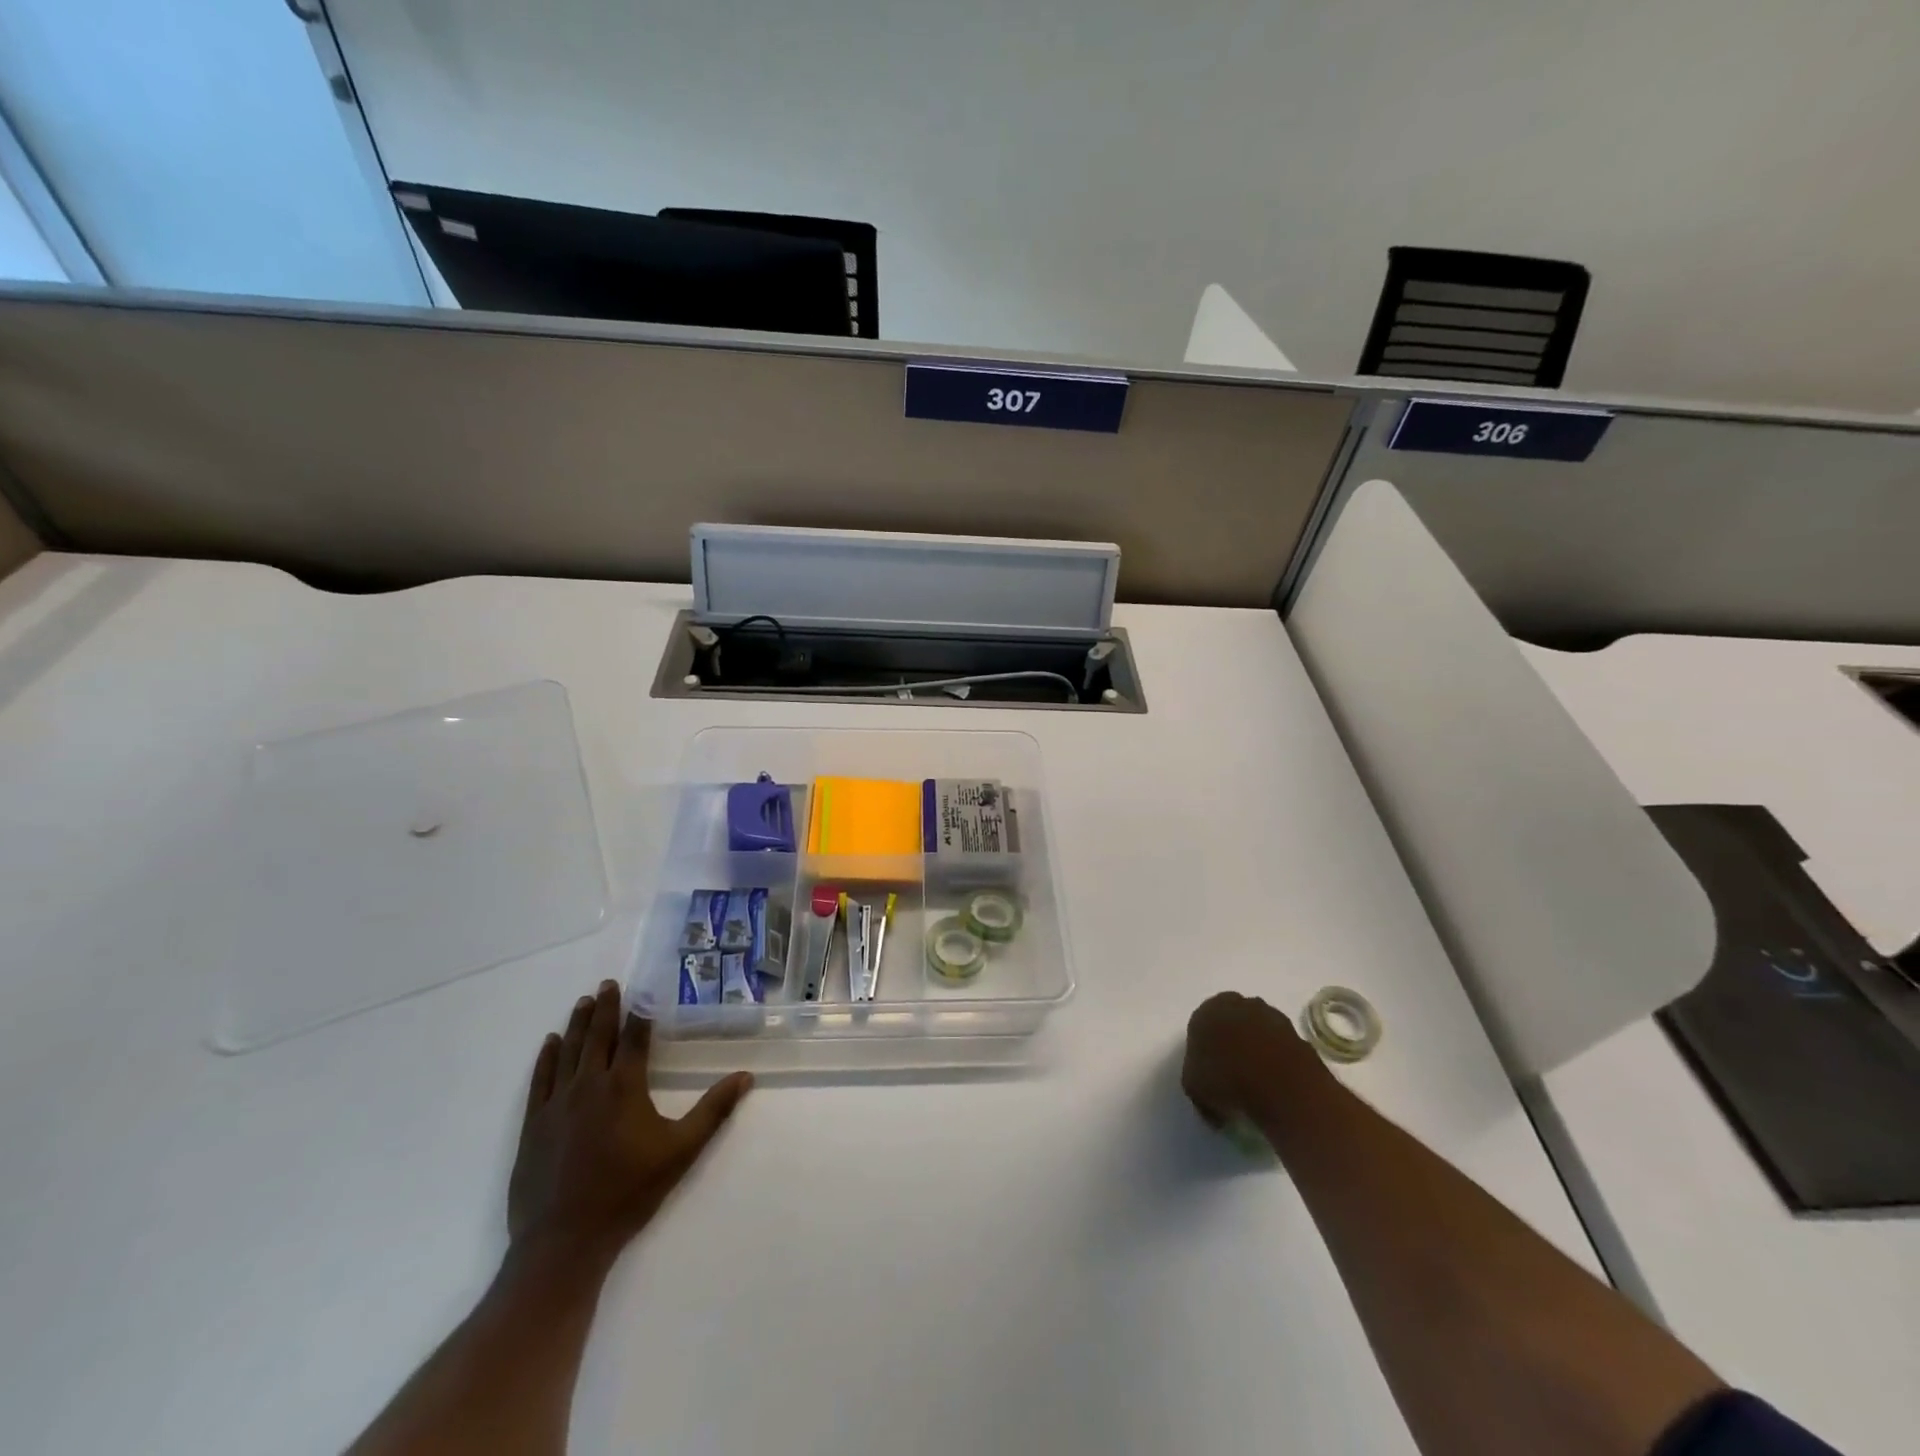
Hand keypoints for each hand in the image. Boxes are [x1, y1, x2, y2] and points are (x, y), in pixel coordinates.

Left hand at [507, 981, 751, 1266]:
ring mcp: (556, 1104)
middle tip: (607, 984)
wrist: (563, 1242)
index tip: (642, 989)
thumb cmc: (628, 1193)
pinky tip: (550, 1043)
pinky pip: (540, 1079)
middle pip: (598, 1036)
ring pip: (568, 1051)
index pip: (634, 1037)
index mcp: (624, 1086)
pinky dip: (547, 1057)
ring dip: (578, 1024)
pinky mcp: (533, 1125)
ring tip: (584, 1002)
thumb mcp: (681, 1151)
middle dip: (606, 1007)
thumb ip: (713, 1111)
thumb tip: (746, 1076)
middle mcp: (589, 1085)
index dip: (639, 1011)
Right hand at [1181, 991, 1329, 1129]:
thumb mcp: (1194, 1089)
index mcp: (1207, 1011)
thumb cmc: (1225, 1081)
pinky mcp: (1297, 1034)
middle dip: (1232, 1042)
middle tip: (1232, 1073)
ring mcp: (1271, 1016)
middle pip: (1232, 1021)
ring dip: (1257, 1048)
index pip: (1201, 1025)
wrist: (1280, 1085)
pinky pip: (1280, 1046)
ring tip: (1258, 1081)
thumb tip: (1210, 1096)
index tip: (1209, 1072)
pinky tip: (1277, 1083)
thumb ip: (1197, 1082)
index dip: (1204, 1049)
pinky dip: (1278, 1059)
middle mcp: (1238, 1005)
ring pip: (1258, 1030)